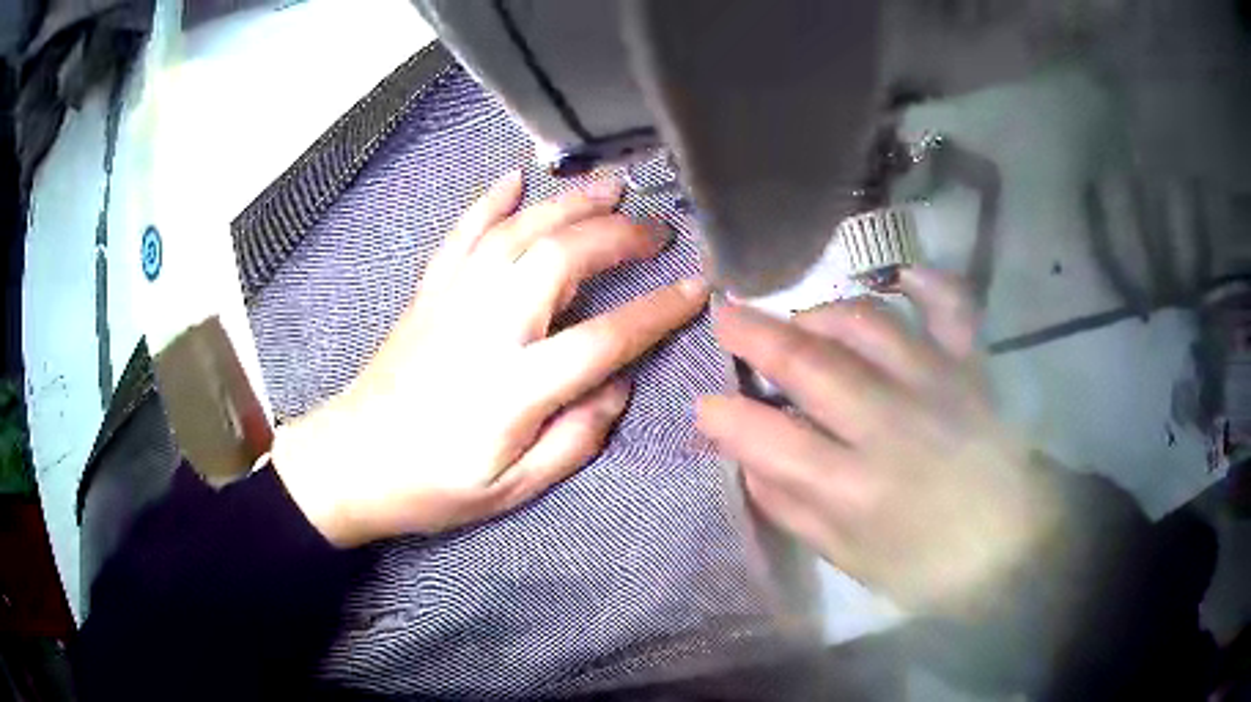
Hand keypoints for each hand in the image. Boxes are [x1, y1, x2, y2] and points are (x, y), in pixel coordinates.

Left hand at [273, 172, 708, 546]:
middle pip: (560, 260)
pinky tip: (516, 179)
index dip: (657, 311)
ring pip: (516, 233)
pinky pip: (461, 235)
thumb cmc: (434, 486)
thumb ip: (574, 438)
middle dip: (617, 235)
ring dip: (567, 204)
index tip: (696, 289)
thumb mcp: (513, 489)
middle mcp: (485, 328)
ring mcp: (452, 301)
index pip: (604, 338)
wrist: (352, 462)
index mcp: (513, 388)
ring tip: (609, 188)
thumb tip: (618, 385)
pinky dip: (490, 202)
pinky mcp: (429, 292)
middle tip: (655, 231)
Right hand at [697, 269, 1059, 616]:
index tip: (704, 405)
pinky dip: (927, 284)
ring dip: (823, 313)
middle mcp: (894, 426)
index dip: (725, 418)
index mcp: (857, 490)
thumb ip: (793, 508)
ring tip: (802, 319)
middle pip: (812, 364)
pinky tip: (902, 278)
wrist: (1011, 547)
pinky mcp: (972, 368)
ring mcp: (938, 385)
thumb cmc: (926, 565)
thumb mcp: (849, 559)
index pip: (770, 440)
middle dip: (756, 334)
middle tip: (725, 317)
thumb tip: (747, 459)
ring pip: (868, 324)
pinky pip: (950, 307)